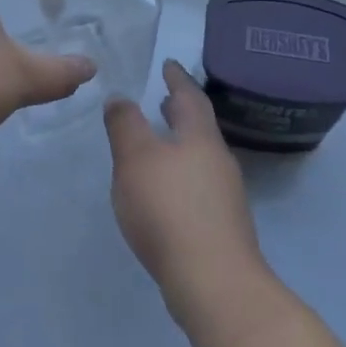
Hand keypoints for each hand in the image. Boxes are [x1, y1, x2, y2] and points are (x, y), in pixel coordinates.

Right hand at [105, 62, 267, 324]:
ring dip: (181, 143)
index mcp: (200, 137)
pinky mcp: (221, 226)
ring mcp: (224, 196)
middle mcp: (218, 161)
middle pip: (199, 127)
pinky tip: (165, 191)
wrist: (213, 282)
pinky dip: (182, 174)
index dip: (177, 78)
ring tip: (160, 142)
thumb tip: (121, 97)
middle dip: (181, 111)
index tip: (169, 64)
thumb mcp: (136, 158)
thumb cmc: (170, 209)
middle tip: (164, 98)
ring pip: (200, 157)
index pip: (190, 97)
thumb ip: (125, 124)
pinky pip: (198, 186)